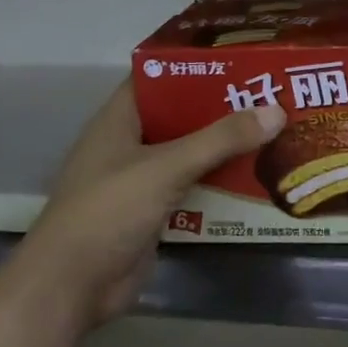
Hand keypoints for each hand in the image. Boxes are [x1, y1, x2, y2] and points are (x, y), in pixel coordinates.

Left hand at [10, 80, 285, 329]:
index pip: (159, 77)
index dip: (195, 64)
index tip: (239, 57)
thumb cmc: (107, 212)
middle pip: (181, 115)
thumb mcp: (166, 167)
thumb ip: (220, 140)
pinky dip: (221, 180)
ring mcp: (141, 180)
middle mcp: (130, 144)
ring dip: (225, 145)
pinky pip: (194, 186)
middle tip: (270, 92)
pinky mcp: (154, 212)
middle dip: (221, 106)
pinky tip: (256, 173)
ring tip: (274, 127)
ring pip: (191, 152)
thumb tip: (277, 111)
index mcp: (119, 120)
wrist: (70, 289)